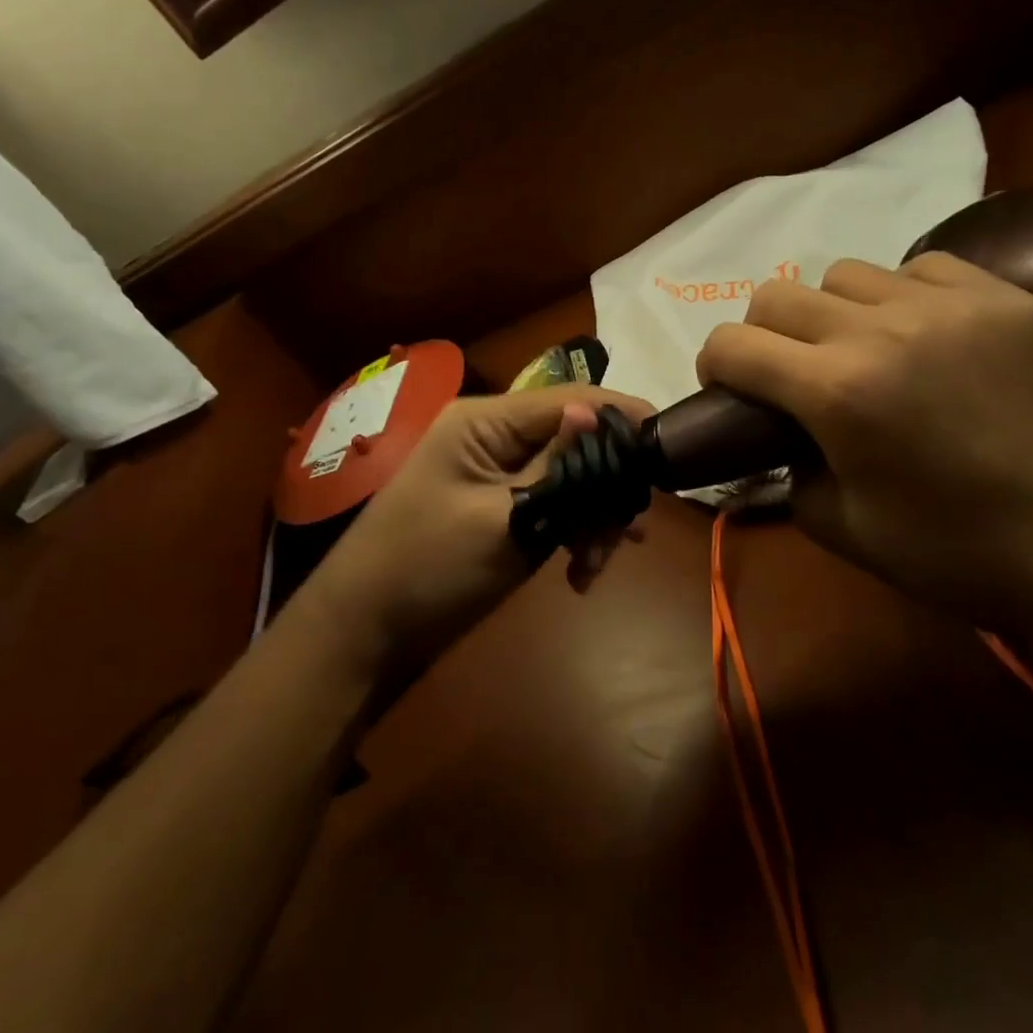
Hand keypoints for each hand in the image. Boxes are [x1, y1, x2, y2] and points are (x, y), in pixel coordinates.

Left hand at [301, 386, 652, 676]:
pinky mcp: (498, 505)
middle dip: (606, 483)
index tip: (669, 445)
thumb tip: (597, 412)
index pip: (568, 399)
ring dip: (592, 515)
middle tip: (629, 532)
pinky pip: (550, 503)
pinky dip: (571, 531)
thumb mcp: (502, 519)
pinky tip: (580, 573)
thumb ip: (556, 467)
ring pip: (568, 476)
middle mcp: (492, 435)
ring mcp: (494, 472)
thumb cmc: (428, 568)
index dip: (621, 416)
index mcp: (485, 421)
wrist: (363, 634)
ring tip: (598, 563)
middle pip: (573, 439)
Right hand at [696, 253, 1032, 642]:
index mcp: (837, 391)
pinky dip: (903, 297)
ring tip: (864, 349)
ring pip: (844, 273)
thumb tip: (769, 424)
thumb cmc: (944, 551)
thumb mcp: (830, 521)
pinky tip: (924, 337)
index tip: (730, 387)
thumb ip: (780, 460)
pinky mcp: (1004, 298)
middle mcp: (884, 331)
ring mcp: (950, 306)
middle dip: (763, 336)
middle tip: (791, 372)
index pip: (732, 343)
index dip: (716, 365)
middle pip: (776, 295)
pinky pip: (920, 268)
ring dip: (833, 313)